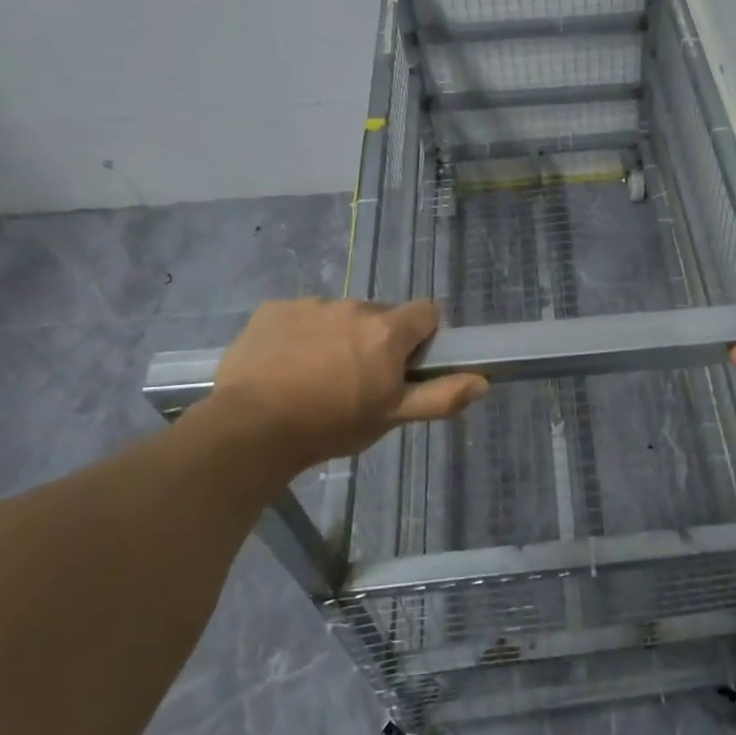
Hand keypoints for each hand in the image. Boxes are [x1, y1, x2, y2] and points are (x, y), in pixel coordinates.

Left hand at [205, 297, 487, 468]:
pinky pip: (300, 316)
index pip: (426, 311)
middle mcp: (354, 307)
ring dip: (337, 336)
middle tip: (357, 379)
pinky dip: (300, 334)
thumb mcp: (391, 418)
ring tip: (315, 375)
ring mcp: (311, 305)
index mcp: (386, 331)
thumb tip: (484, 381)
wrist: (251, 430)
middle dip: (376, 340)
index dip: (422, 336)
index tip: (405, 364)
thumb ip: (441, 397)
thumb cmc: (330, 426)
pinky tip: (285, 365)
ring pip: (339, 315)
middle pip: (380, 315)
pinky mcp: (274, 309)